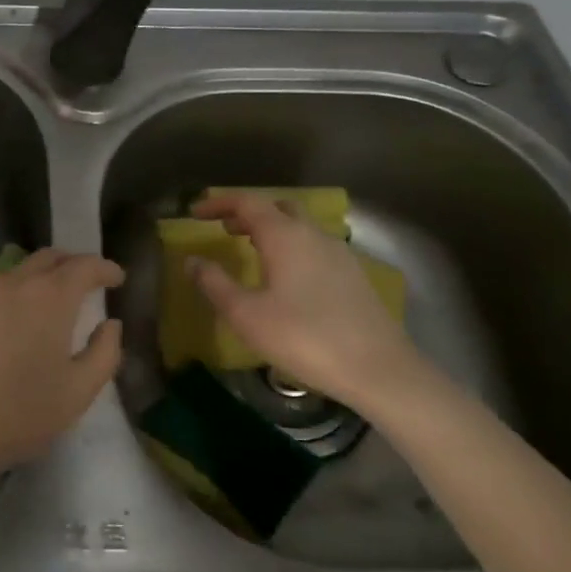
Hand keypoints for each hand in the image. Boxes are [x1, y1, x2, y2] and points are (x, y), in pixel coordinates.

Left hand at [0, 249, 124, 487]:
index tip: (117, 278)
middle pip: (47, 258)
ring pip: (16, 274)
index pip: (84, 266)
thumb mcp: (78, 391)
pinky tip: (11, 326)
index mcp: (49, 298)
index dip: (105, 268)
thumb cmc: (20, 414)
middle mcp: (12, 286)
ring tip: (51, 302)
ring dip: (40, 279)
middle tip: (87, 280)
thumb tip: (110, 324)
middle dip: (72, 263)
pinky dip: (12, 298)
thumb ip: (104, 353)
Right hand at [187, 191, 431, 415]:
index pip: (247, 202)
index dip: (219, 203)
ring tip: (250, 250)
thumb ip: (215, 284)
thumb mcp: (247, 315)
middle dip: (247, 213)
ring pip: (299, 226)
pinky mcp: (353, 275)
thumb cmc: (304, 338)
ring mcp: (338, 253)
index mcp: (285, 236)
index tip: (195, 212)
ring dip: (271, 230)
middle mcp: (313, 235)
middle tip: (223, 229)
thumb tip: (192, 261)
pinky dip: (291, 247)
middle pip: (277, 207)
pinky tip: (285, 276)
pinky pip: (314, 246)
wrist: (378, 369)